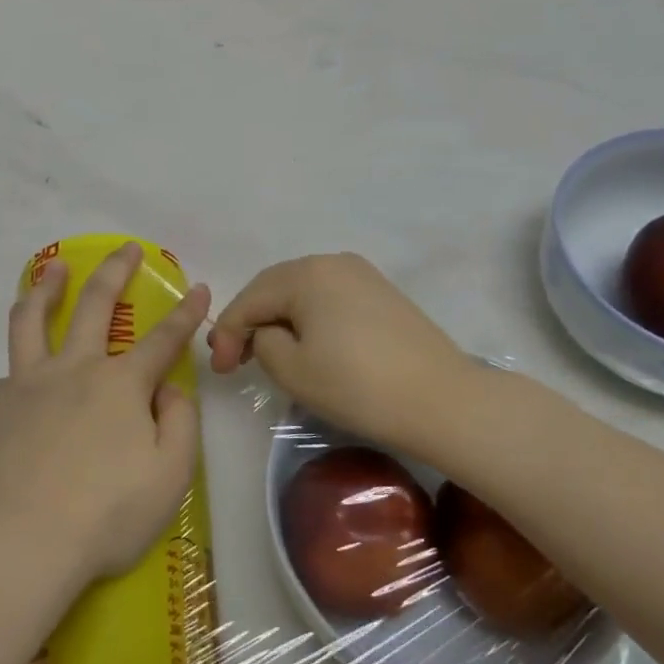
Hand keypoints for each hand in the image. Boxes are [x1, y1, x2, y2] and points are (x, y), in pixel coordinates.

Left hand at [0, 242, 211, 587]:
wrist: (18, 540)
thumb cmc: (104, 514)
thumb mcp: (170, 477)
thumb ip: (180, 424)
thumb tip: (167, 390)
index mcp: (121, 385)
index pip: (163, 339)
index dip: (186, 312)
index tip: (198, 286)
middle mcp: (75, 369)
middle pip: (96, 304)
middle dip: (115, 270)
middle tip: (125, 249)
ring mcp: (28, 382)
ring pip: (33, 319)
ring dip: (46, 286)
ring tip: (53, 269)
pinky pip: (9, 377)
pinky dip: (22, 372)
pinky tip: (22, 389)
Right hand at [207, 253, 478, 461]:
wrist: (443, 401)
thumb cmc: (358, 386)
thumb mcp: (292, 369)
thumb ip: (262, 342)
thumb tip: (269, 333)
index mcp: (305, 273)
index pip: (250, 299)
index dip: (227, 333)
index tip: (220, 370)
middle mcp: (332, 262)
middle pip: (274, 288)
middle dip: (250, 322)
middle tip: (235, 360)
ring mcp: (362, 275)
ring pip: (302, 292)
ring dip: (278, 319)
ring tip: (267, 354)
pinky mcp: (382, 294)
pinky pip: (329, 299)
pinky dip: (308, 319)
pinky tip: (306, 344)